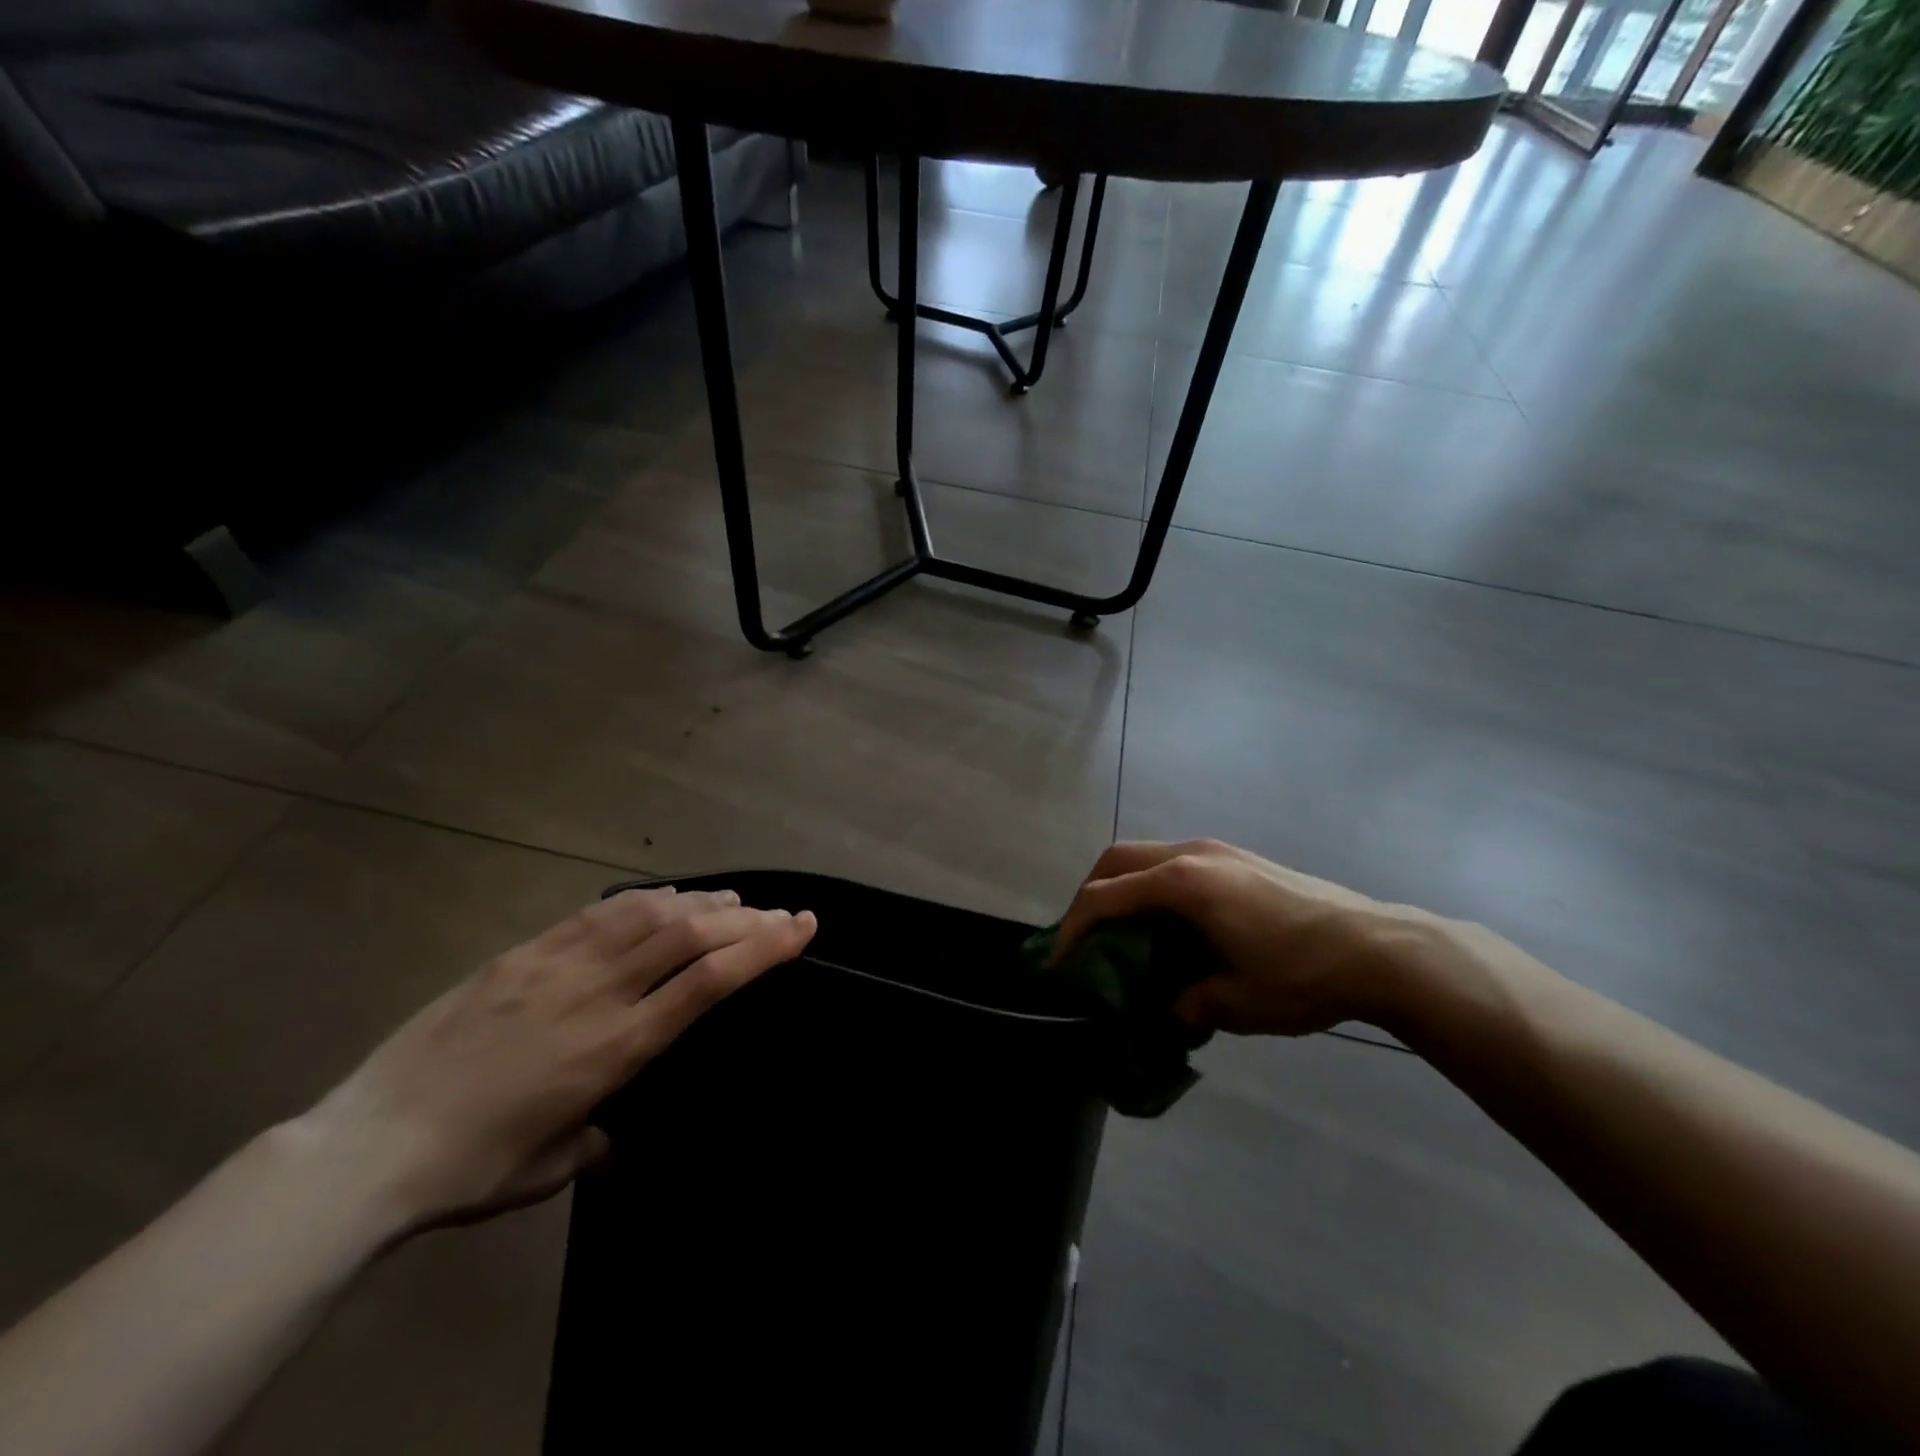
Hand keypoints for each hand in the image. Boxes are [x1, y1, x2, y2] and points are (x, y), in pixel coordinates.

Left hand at [300, 887, 816, 1231]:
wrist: (367, 1146)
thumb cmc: (470, 1168)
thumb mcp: (549, 1169)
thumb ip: (594, 1138)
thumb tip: (607, 1133)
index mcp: (616, 1047)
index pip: (709, 981)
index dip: (763, 949)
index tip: (800, 927)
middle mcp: (598, 993)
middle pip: (690, 936)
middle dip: (749, 919)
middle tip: (784, 911)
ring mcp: (558, 965)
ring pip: (649, 914)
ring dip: (701, 902)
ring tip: (733, 901)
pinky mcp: (523, 953)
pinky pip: (598, 913)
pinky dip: (644, 900)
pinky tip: (664, 897)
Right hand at [1056, 841, 1459, 1036]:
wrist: (1381, 948)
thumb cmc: (1302, 974)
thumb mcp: (1234, 1003)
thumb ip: (1184, 1004)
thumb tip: (1165, 1008)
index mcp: (1183, 883)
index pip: (1105, 896)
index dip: (1073, 927)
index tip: (1059, 960)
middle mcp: (1193, 854)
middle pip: (1118, 859)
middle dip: (1091, 894)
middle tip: (1086, 938)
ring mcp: (1219, 850)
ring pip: (1148, 856)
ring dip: (1125, 888)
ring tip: (1127, 933)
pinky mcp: (1240, 858)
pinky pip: (1177, 862)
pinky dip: (1156, 887)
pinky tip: (1174, 925)